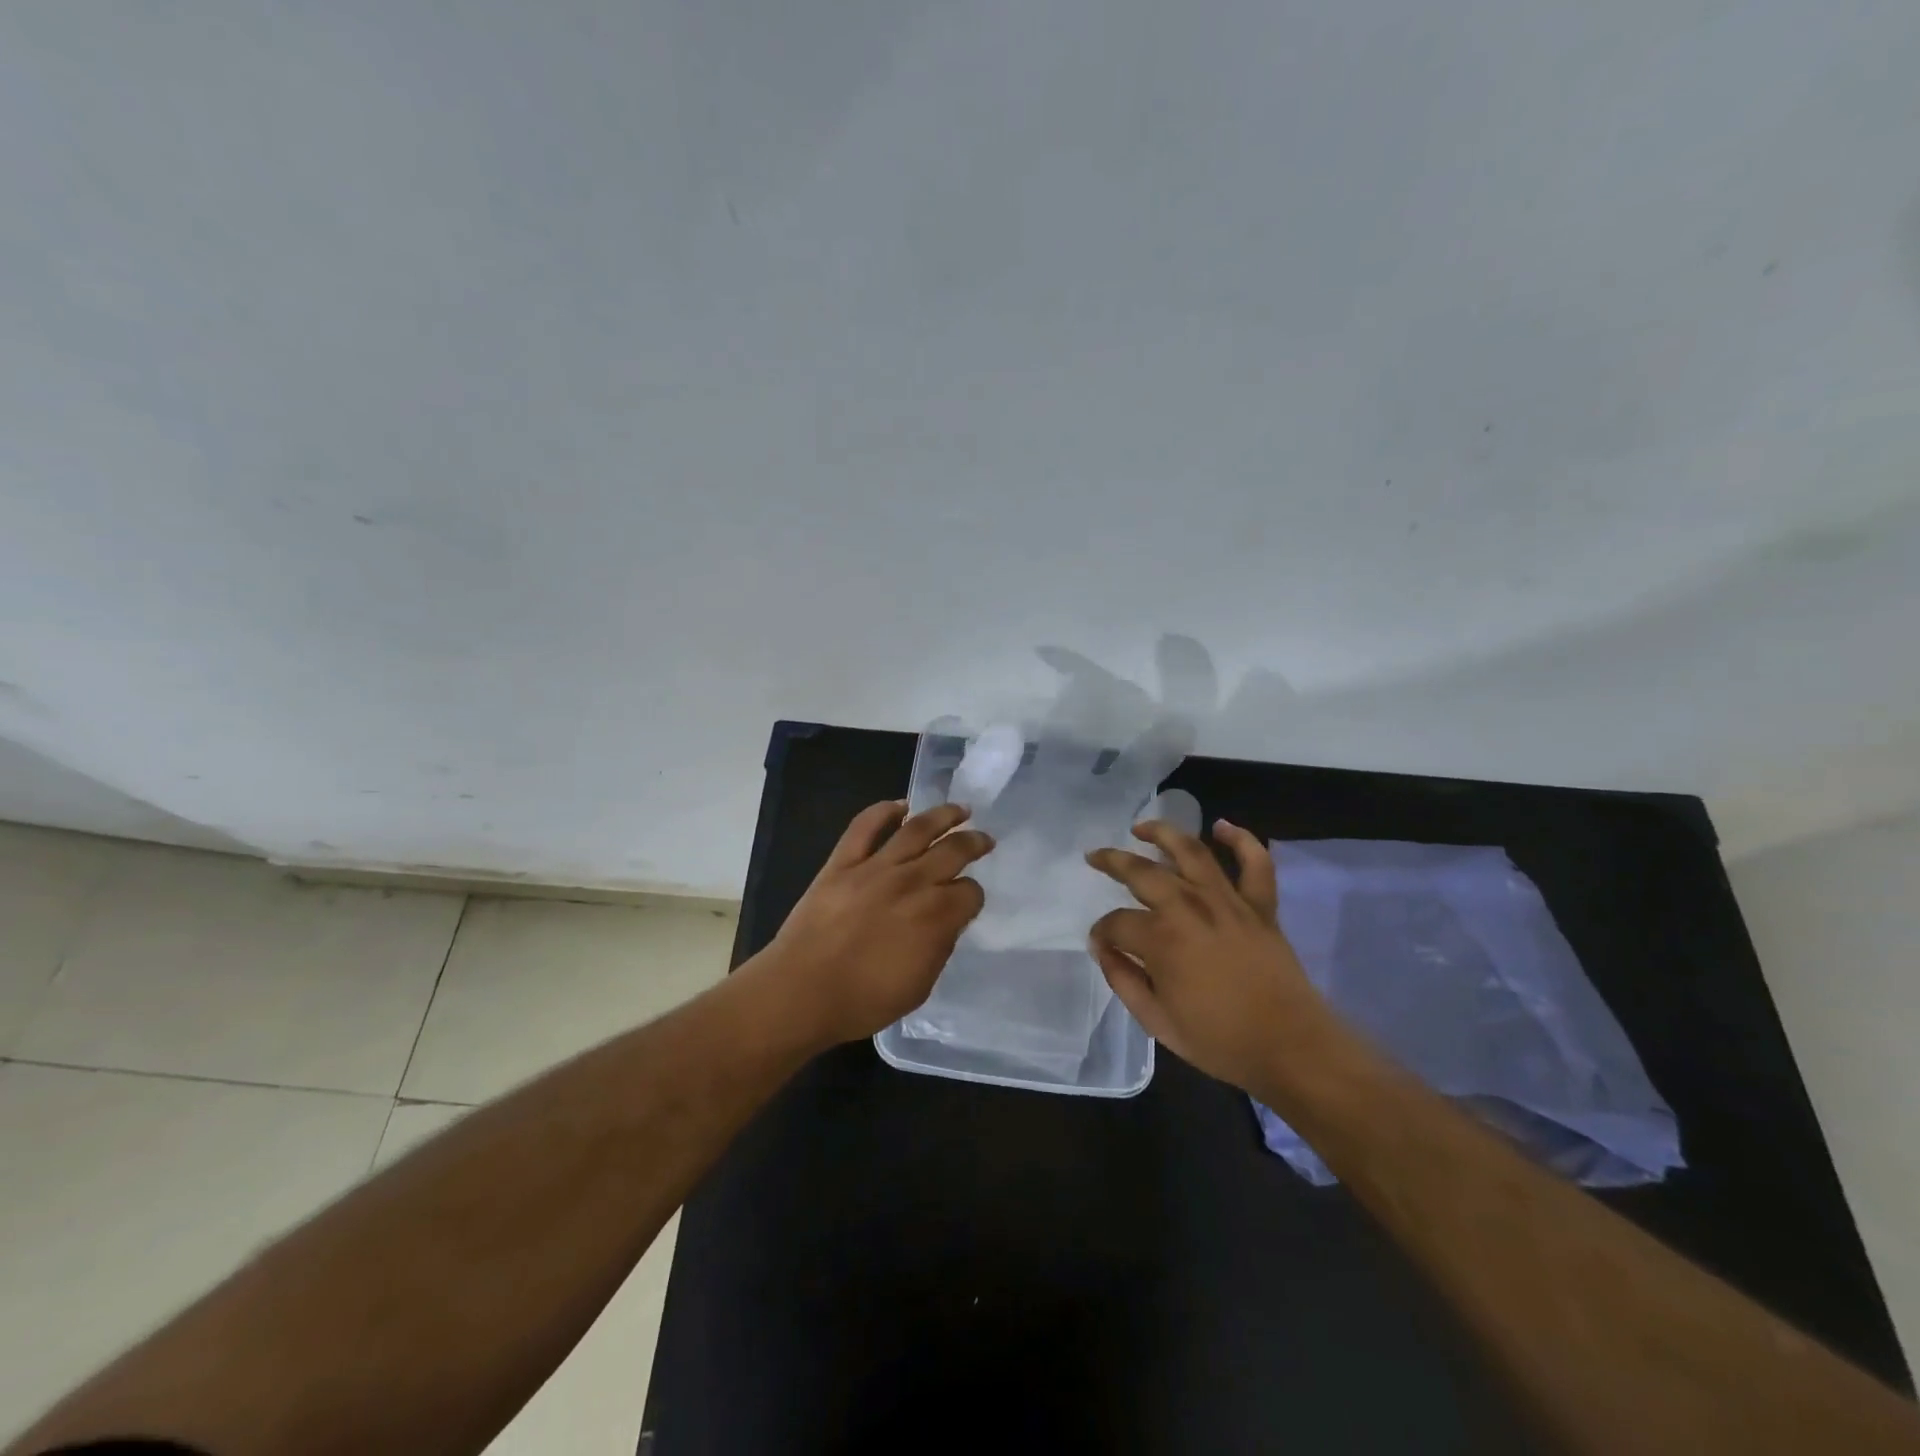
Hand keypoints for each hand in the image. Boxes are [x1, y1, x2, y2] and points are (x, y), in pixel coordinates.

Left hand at [766, 800, 991, 1047]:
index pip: (970, 892)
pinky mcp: (842, 862)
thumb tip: (946, 922)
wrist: (801, 992)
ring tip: (959, 810)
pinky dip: (883, 810)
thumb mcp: (920, 986)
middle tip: (984, 839)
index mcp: (936, 916)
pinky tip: (900, 805)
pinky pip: (865, 826)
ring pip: (917, 828)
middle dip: (974, 843)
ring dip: (943, 815)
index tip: (969, 900)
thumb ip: (939, 946)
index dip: (973, 896)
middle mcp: (912, 882)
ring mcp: (875, 867)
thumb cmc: (863, 1000)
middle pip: (953, 851)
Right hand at [1086, 819, 1327, 1092]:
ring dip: (1163, 833)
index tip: (1101, 944)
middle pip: (1142, 871)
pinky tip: (1222, 826)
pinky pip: (1255, 863)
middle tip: (1095, 857)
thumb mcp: (1157, 1022)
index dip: (1102, 932)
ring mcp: (1227, 901)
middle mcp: (1189, 908)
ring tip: (1142, 827)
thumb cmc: (1220, 1041)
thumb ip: (1123, 980)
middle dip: (1112, 861)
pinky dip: (1241, 840)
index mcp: (1161, 940)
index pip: (1117, 923)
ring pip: (1191, 851)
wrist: (1291, 1048)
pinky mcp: (1260, 906)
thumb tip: (1102, 949)